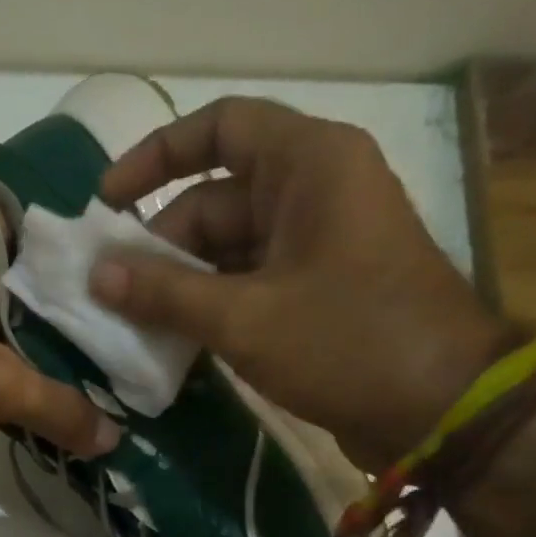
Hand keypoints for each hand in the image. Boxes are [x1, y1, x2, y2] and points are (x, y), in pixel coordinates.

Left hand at [0, 208, 119, 501]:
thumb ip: (56, 405)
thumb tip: (113, 438)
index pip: (19, 221)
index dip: (64, 226)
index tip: (119, 242)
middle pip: (26, 289)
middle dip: (76, 305)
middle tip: (138, 317)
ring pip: (15, 341)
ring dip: (56, 358)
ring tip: (120, 364)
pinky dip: (31, 397)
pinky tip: (75, 407)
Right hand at [92, 97, 513, 468]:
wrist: (439, 409)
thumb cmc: (346, 342)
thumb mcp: (244, 317)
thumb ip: (165, 293)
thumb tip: (96, 274)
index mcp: (308, 164)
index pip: (220, 127)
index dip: (155, 156)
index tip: (106, 202)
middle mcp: (314, 190)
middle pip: (215, 201)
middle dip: (160, 248)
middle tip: (111, 296)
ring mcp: (317, 244)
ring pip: (228, 249)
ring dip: (181, 285)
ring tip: (131, 326)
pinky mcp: (318, 290)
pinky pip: (249, 283)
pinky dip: (212, 307)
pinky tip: (173, 342)